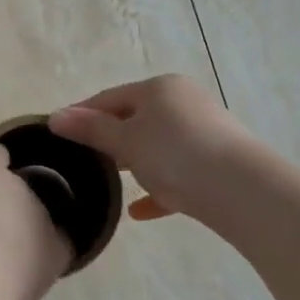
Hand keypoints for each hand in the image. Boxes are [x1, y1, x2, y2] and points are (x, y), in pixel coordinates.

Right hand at [49, 75, 258, 224]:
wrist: (243, 190)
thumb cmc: (175, 155)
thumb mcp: (126, 141)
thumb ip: (91, 129)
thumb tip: (55, 116)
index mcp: (159, 88)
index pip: (109, 97)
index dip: (81, 114)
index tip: (58, 133)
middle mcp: (183, 102)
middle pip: (135, 119)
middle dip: (109, 139)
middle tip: (83, 161)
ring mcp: (204, 132)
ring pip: (158, 146)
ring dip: (134, 163)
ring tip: (110, 182)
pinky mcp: (217, 163)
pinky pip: (178, 173)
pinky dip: (159, 188)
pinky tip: (140, 211)